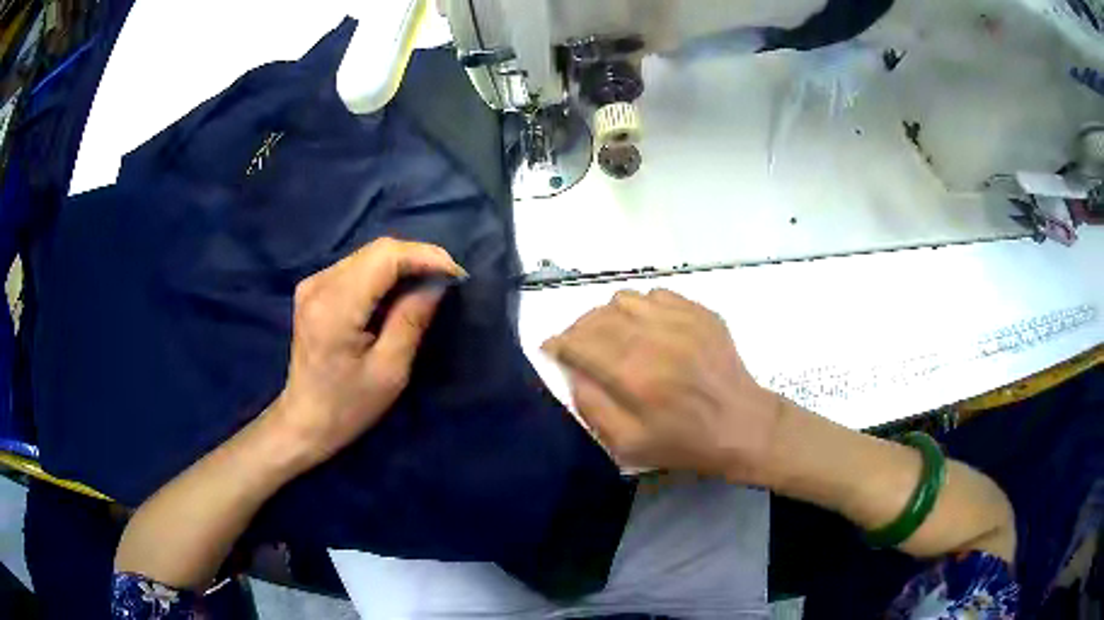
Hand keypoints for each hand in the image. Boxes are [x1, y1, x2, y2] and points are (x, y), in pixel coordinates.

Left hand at [270, 238, 465, 465]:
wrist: (305, 420)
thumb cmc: (348, 406)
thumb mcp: (390, 371)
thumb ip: (412, 320)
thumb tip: (437, 283)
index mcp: (335, 307)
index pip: (384, 257)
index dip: (424, 256)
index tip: (456, 274)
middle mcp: (319, 284)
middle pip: (376, 250)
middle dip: (417, 258)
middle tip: (448, 280)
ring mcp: (312, 284)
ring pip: (368, 255)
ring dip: (402, 265)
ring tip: (429, 286)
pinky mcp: (313, 289)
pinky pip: (357, 267)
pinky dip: (384, 274)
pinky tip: (398, 293)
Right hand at [542, 289, 780, 483]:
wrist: (741, 425)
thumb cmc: (683, 442)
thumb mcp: (628, 444)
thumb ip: (591, 407)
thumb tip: (570, 372)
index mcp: (633, 375)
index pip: (578, 343)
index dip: (558, 343)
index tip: (552, 348)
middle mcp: (653, 338)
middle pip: (597, 317)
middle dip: (578, 329)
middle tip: (579, 346)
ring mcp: (680, 319)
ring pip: (624, 299)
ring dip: (608, 315)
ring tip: (613, 335)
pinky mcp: (700, 311)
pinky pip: (656, 294)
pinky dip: (641, 308)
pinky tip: (648, 328)